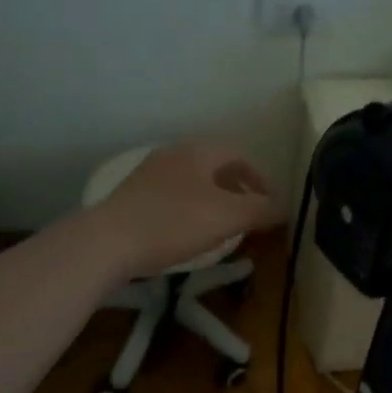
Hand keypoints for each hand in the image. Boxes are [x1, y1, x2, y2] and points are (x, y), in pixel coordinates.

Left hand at [91, 140, 282, 277]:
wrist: (108, 242)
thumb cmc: (174, 223)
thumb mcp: (227, 217)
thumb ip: (260, 209)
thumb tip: (283, 207)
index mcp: (198, 151)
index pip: (239, 155)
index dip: (261, 178)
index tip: (270, 203)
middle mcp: (173, 154)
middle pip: (215, 166)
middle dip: (238, 188)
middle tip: (250, 213)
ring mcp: (150, 173)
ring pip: (194, 181)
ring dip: (214, 199)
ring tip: (223, 225)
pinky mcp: (133, 196)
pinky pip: (174, 195)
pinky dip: (191, 208)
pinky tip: (189, 232)